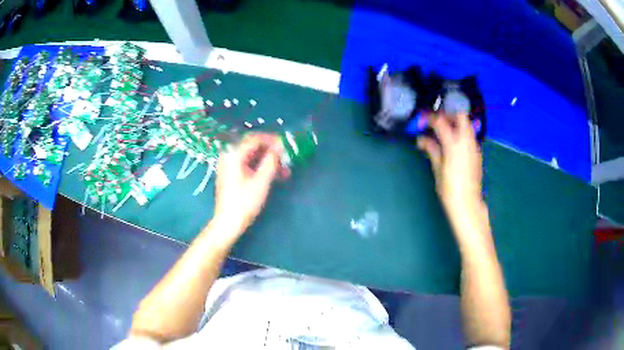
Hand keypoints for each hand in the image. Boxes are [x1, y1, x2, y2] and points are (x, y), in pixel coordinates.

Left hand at [212, 133, 287, 241]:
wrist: (228, 222)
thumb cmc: (244, 202)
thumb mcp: (261, 181)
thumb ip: (272, 160)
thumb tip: (280, 146)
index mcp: (233, 154)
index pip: (255, 138)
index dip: (272, 140)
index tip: (286, 145)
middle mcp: (229, 155)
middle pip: (253, 145)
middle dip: (271, 150)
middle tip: (286, 157)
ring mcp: (229, 164)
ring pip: (252, 156)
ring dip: (268, 160)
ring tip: (284, 170)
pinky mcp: (231, 174)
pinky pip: (248, 163)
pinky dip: (261, 167)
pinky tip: (274, 175)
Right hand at [417, 113, 482, 216]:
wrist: (467, 203)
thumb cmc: (449, 189)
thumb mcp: (437, 169)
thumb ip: (431, 149)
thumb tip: (421, 139)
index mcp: (453, 144)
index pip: (441, 122)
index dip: (430, 118)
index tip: (422, 119)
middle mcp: (466, 141)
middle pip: (460, 116)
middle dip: (447, 115)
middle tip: (437, 122)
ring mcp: (474, 146)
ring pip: (466, 125)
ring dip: (455, 124)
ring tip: (444, 133)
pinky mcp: (477, 153)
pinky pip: (469, 136)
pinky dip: (461, 134)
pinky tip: (453, 145)